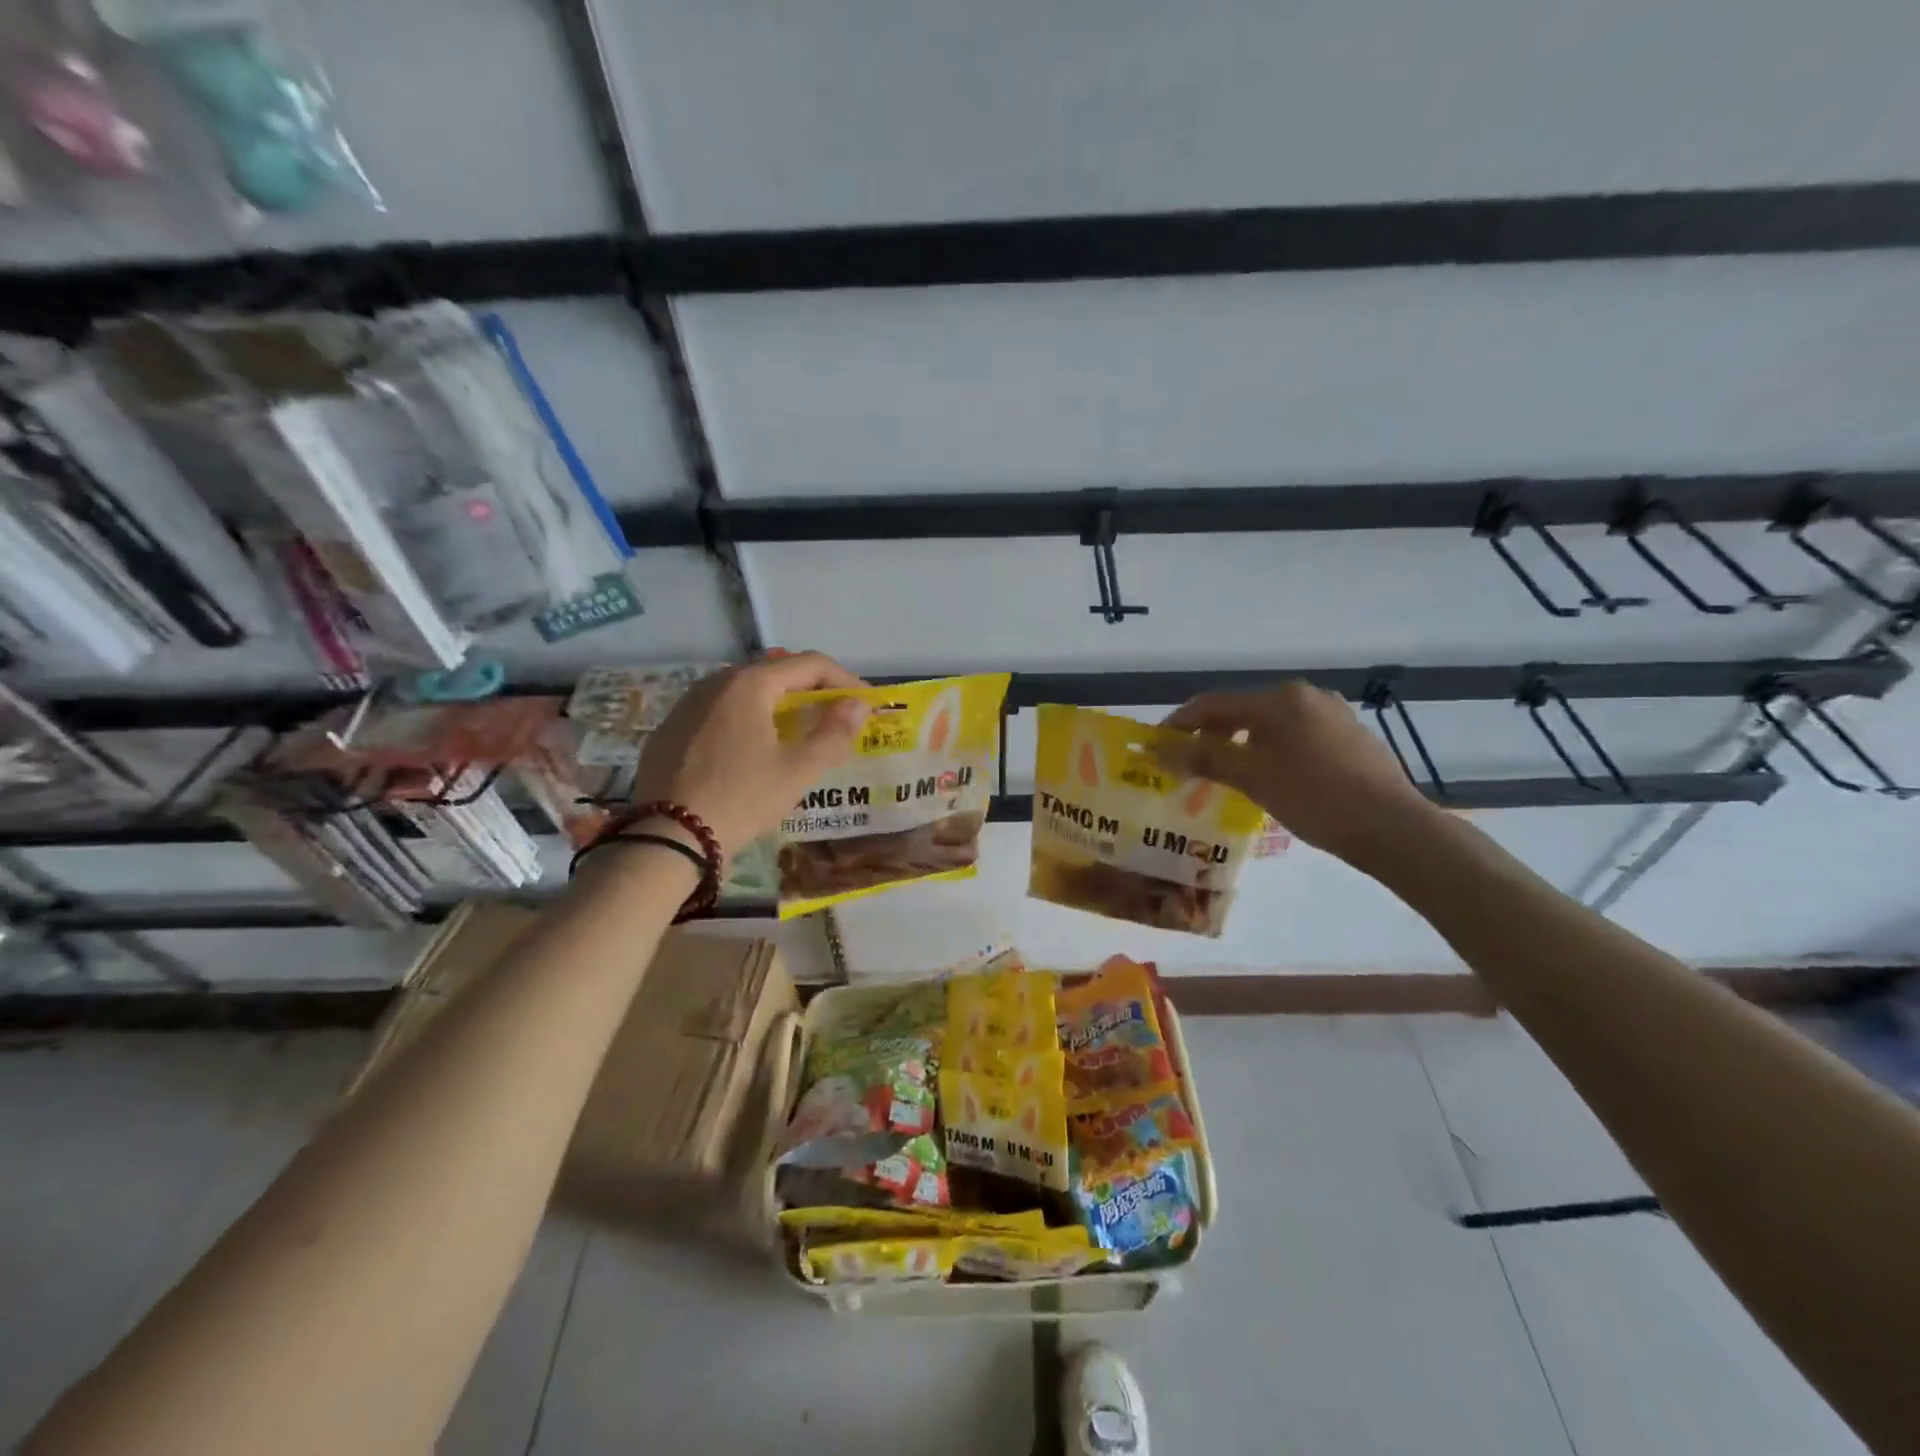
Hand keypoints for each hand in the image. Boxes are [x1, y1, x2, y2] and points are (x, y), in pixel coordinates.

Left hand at [631, 652, 870, 856]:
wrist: (668, 837)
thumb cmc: (743, 798)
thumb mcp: (799, 770)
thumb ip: (835, 733)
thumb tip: (858, 705)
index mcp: (750, 684)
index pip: (810, 664)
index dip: (845, 680)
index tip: (866, 704)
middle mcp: (715, 681)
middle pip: (775, 671)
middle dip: (811, 689)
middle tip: (835, 714)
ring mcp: (686, 704)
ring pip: (744, 690)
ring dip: (777, 702)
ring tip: (796, 730)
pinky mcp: (669, 729)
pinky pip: (718, 711)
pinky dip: (745, 719)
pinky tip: (750, 748)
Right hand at [1151, 681, 1438, 864]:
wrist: (1392, 826)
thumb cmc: (1315, 798)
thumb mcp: (1252, 778)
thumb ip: (1204, 758)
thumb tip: (1158, 750)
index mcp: (1278, 699)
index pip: (1212, 704)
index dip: (1179, 724)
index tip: (1156, 746)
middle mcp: (1304, 695)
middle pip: (1241, 711)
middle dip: (1210, 736)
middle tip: (1189, 765)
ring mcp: (1331, 713)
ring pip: (1268, 724)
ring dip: (1240, 744)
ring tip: (1225, 774)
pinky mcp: (1348, 734)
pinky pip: (1294, 735)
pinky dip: (1270, 750)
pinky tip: (1269, 776)